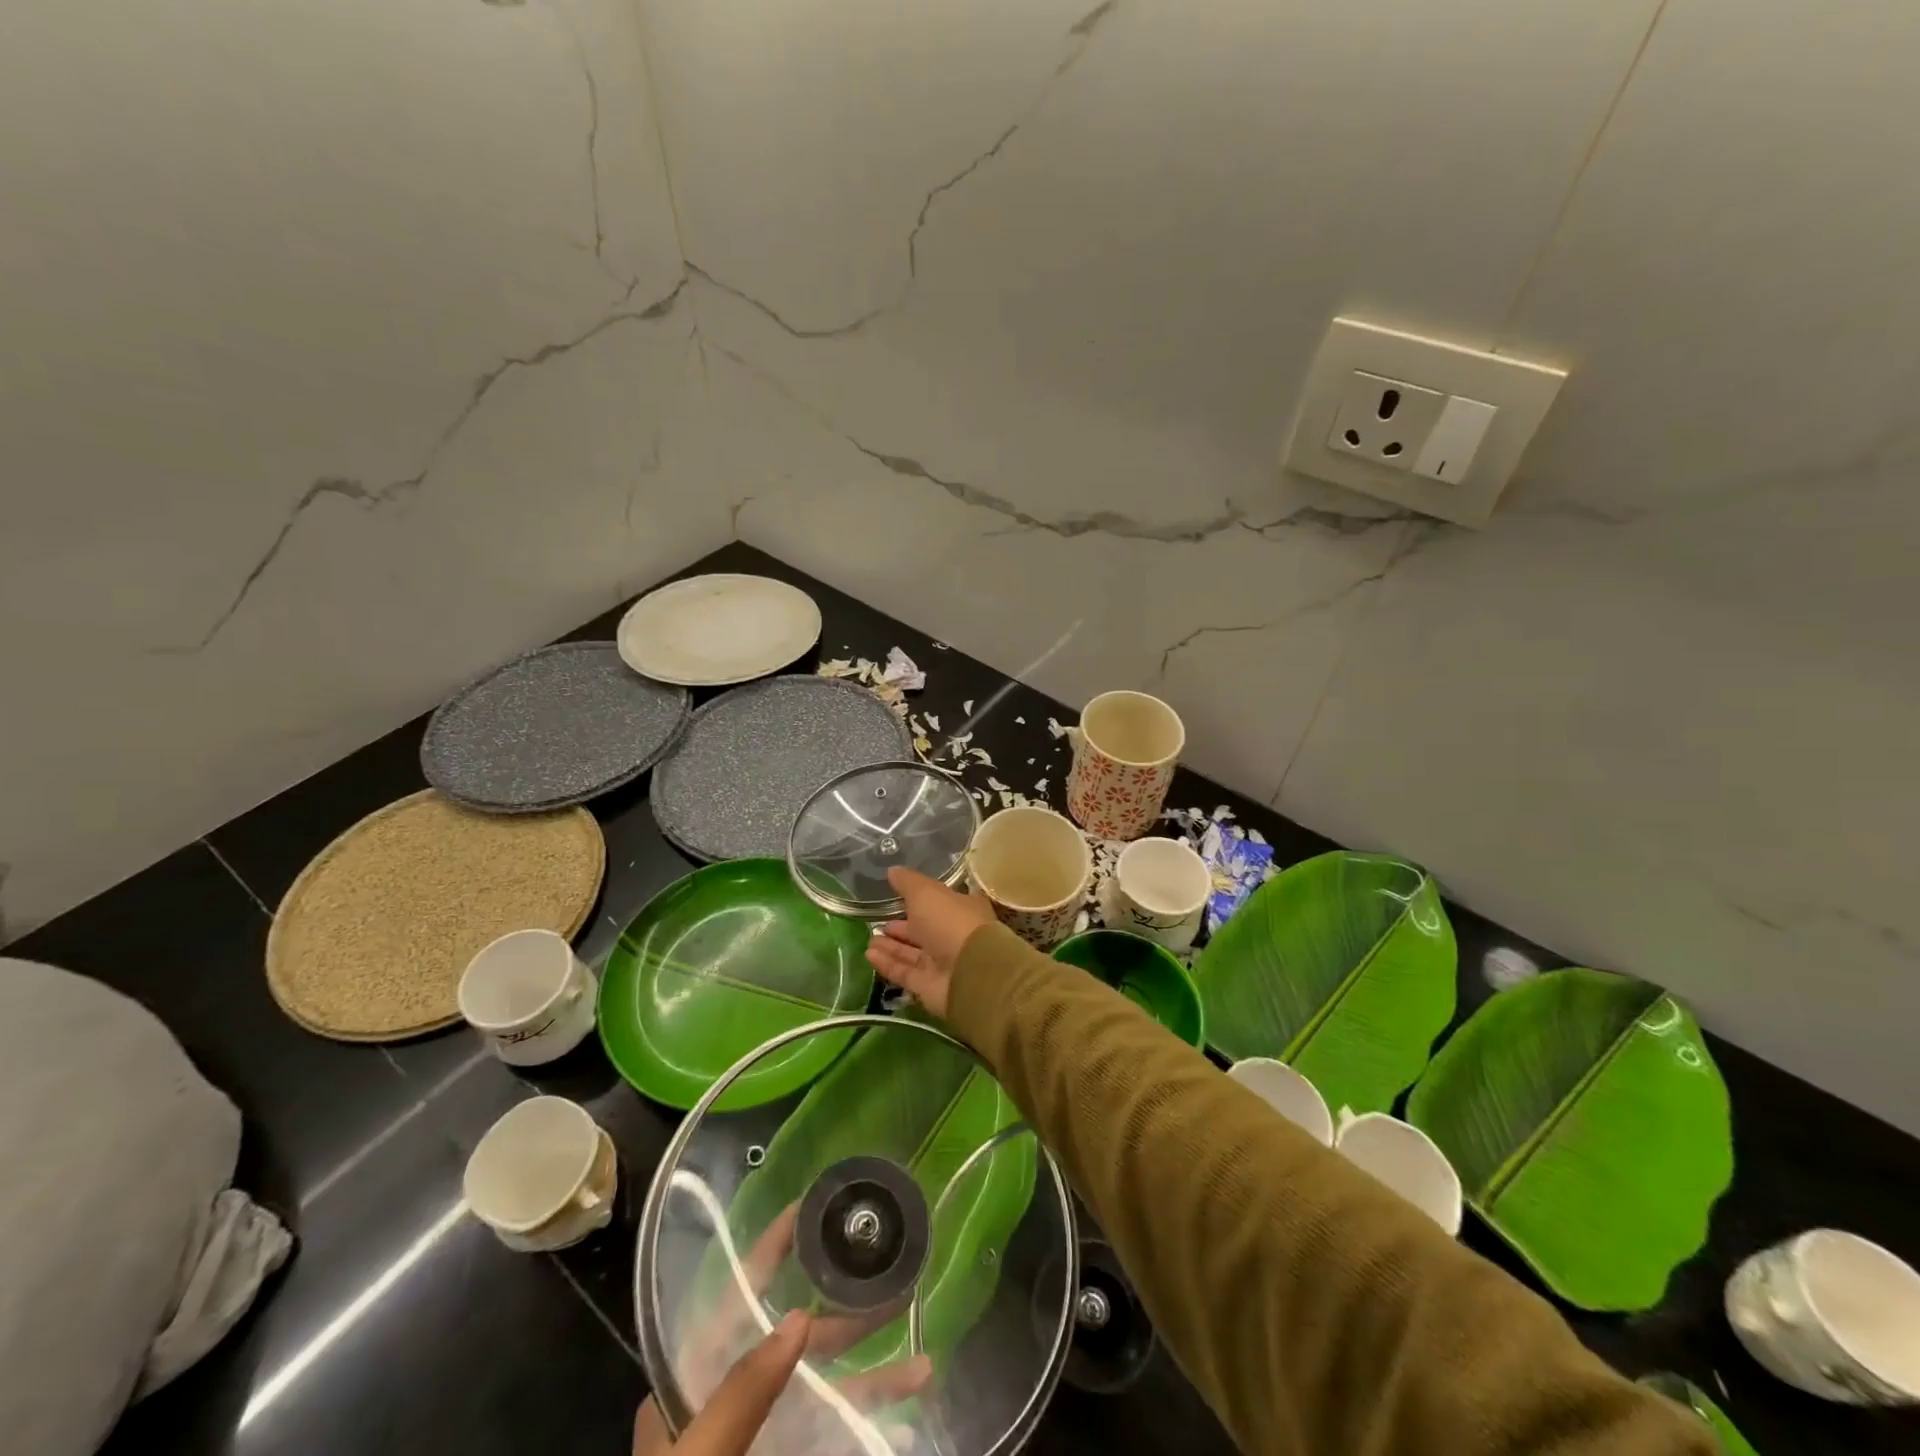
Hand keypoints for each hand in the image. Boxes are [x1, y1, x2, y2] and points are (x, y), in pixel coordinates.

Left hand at [634, 1201, 931, 1455]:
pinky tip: (909, 1402)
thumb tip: (798, 1317)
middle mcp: (728, 1401)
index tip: (806, 1207)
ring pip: (821, 1387)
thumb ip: (740, 1394)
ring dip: (870, 1367)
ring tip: (921, 1351)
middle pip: (791, 1338)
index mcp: (692, 1385)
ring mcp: (761, 1439)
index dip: (768, 1251)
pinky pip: (834, 1431)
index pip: (734, 1298)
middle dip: (841, 1310)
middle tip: (889, 1278)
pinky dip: (870, 1413)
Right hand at [864, 868, 998, 1017]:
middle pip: (923, 930)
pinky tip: (869, 954)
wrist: (970, 972)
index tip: (895, 897)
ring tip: (869, 939)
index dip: (918, 900)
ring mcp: (943, 963)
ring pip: (912, 953)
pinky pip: (905, 972)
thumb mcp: (926, 892)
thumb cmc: (951, 922)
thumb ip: (908, 882)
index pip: (938, 902)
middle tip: (877, 922)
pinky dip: (888, 963)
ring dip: (891, 946)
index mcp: (961, 909)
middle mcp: (953, 935)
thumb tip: (892, 871)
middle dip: (901, 927)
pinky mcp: (929, 987)